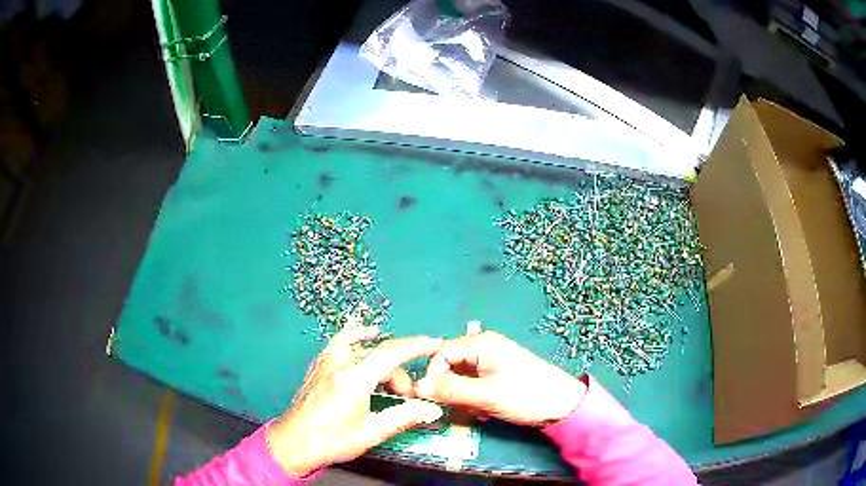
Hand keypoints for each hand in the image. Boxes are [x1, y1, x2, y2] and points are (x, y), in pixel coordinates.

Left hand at [267, 327, 443, 475]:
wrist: (293, 443)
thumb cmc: (331, 441)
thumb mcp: (370, 433)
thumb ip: (402, 417)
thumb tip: (432, 409)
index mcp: (353, 380)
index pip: (390, 354)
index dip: (416, 346)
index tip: (436, 344)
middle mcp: (339, 364)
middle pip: (379, 354)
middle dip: (400, 371)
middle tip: (407, 395)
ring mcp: (326, 363)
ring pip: (362, 348)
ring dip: (383, 359)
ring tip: (391, 381)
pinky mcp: (319, 366)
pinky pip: (342, 343)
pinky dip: (358, 338)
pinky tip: (366, 337)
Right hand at [415, 331, 586, 426]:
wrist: (563, 405)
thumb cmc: (525, 395)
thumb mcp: (484, 395)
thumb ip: (449, 390)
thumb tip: (416, 387)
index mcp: (480, 343)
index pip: (441, 353)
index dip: (433, 375)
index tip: (432, 398)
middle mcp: (483, 347)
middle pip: (450, 366)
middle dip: (451, 389)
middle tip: (460, 408)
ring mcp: (491, 361)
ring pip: (460, 379)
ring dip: (463, 397)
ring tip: (478, 412)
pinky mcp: (497, 375)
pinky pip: (473, 385)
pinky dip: (474, 399)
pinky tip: (485, 411)